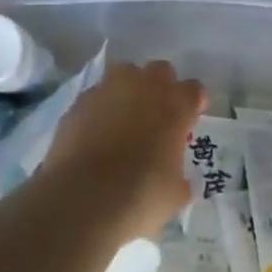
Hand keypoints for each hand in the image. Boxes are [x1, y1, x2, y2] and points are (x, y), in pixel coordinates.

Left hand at [40, 61, 205, 241]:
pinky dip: (100, 109)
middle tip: (157, 115)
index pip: (193, 89)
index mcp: (175, 106)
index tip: (190, 119)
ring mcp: (107, 90)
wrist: (82, 199)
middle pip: (160, 71)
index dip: (193, 103)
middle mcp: (144, 87)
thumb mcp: (174, 194)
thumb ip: (179, 176)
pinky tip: (96, 133)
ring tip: (125, 118)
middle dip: (161, 87)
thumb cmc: (140, 197)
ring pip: (124, 74)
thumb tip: (175, 177)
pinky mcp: (78, 103)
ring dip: (129, 90)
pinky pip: (96, 97)